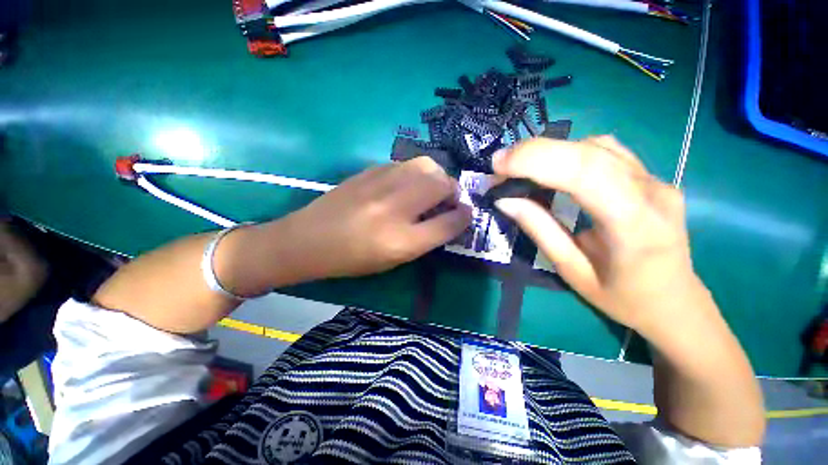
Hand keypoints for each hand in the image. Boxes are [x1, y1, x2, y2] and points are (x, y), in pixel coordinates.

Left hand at [275, 157, 471, 280]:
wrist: (309, 239)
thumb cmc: (353, 259)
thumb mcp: (394, 260)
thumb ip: (425, 239)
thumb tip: (448, 218)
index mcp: (402, 240)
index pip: (448, 223)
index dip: (464, 217)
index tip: (467, 214)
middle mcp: (395, 208)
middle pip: (442, 184)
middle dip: (454, 191)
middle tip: (447, 200)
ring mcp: (380, 184)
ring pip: (426, 165)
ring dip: (436, 177)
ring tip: (429, 189)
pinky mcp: (369, 170)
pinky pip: (404, 164)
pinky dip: (414, 173)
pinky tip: (406, 184)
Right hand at [492, 136, 709, 337]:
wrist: (675, 302)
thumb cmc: (622, 298)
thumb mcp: (572, 271)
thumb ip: (539, 230)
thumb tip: (505, 200)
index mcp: (634, 225)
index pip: (585, 173)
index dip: (536, 160)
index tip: (497, 165)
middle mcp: (652, 192)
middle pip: (589, 152)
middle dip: (535, 152)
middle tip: (499, 164)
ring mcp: (656, 179)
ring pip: (596, 146)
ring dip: (551, 151)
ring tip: (519, 168)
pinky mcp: (651, 176)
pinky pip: (606, 151)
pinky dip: (570, 152)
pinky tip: (552, 167)